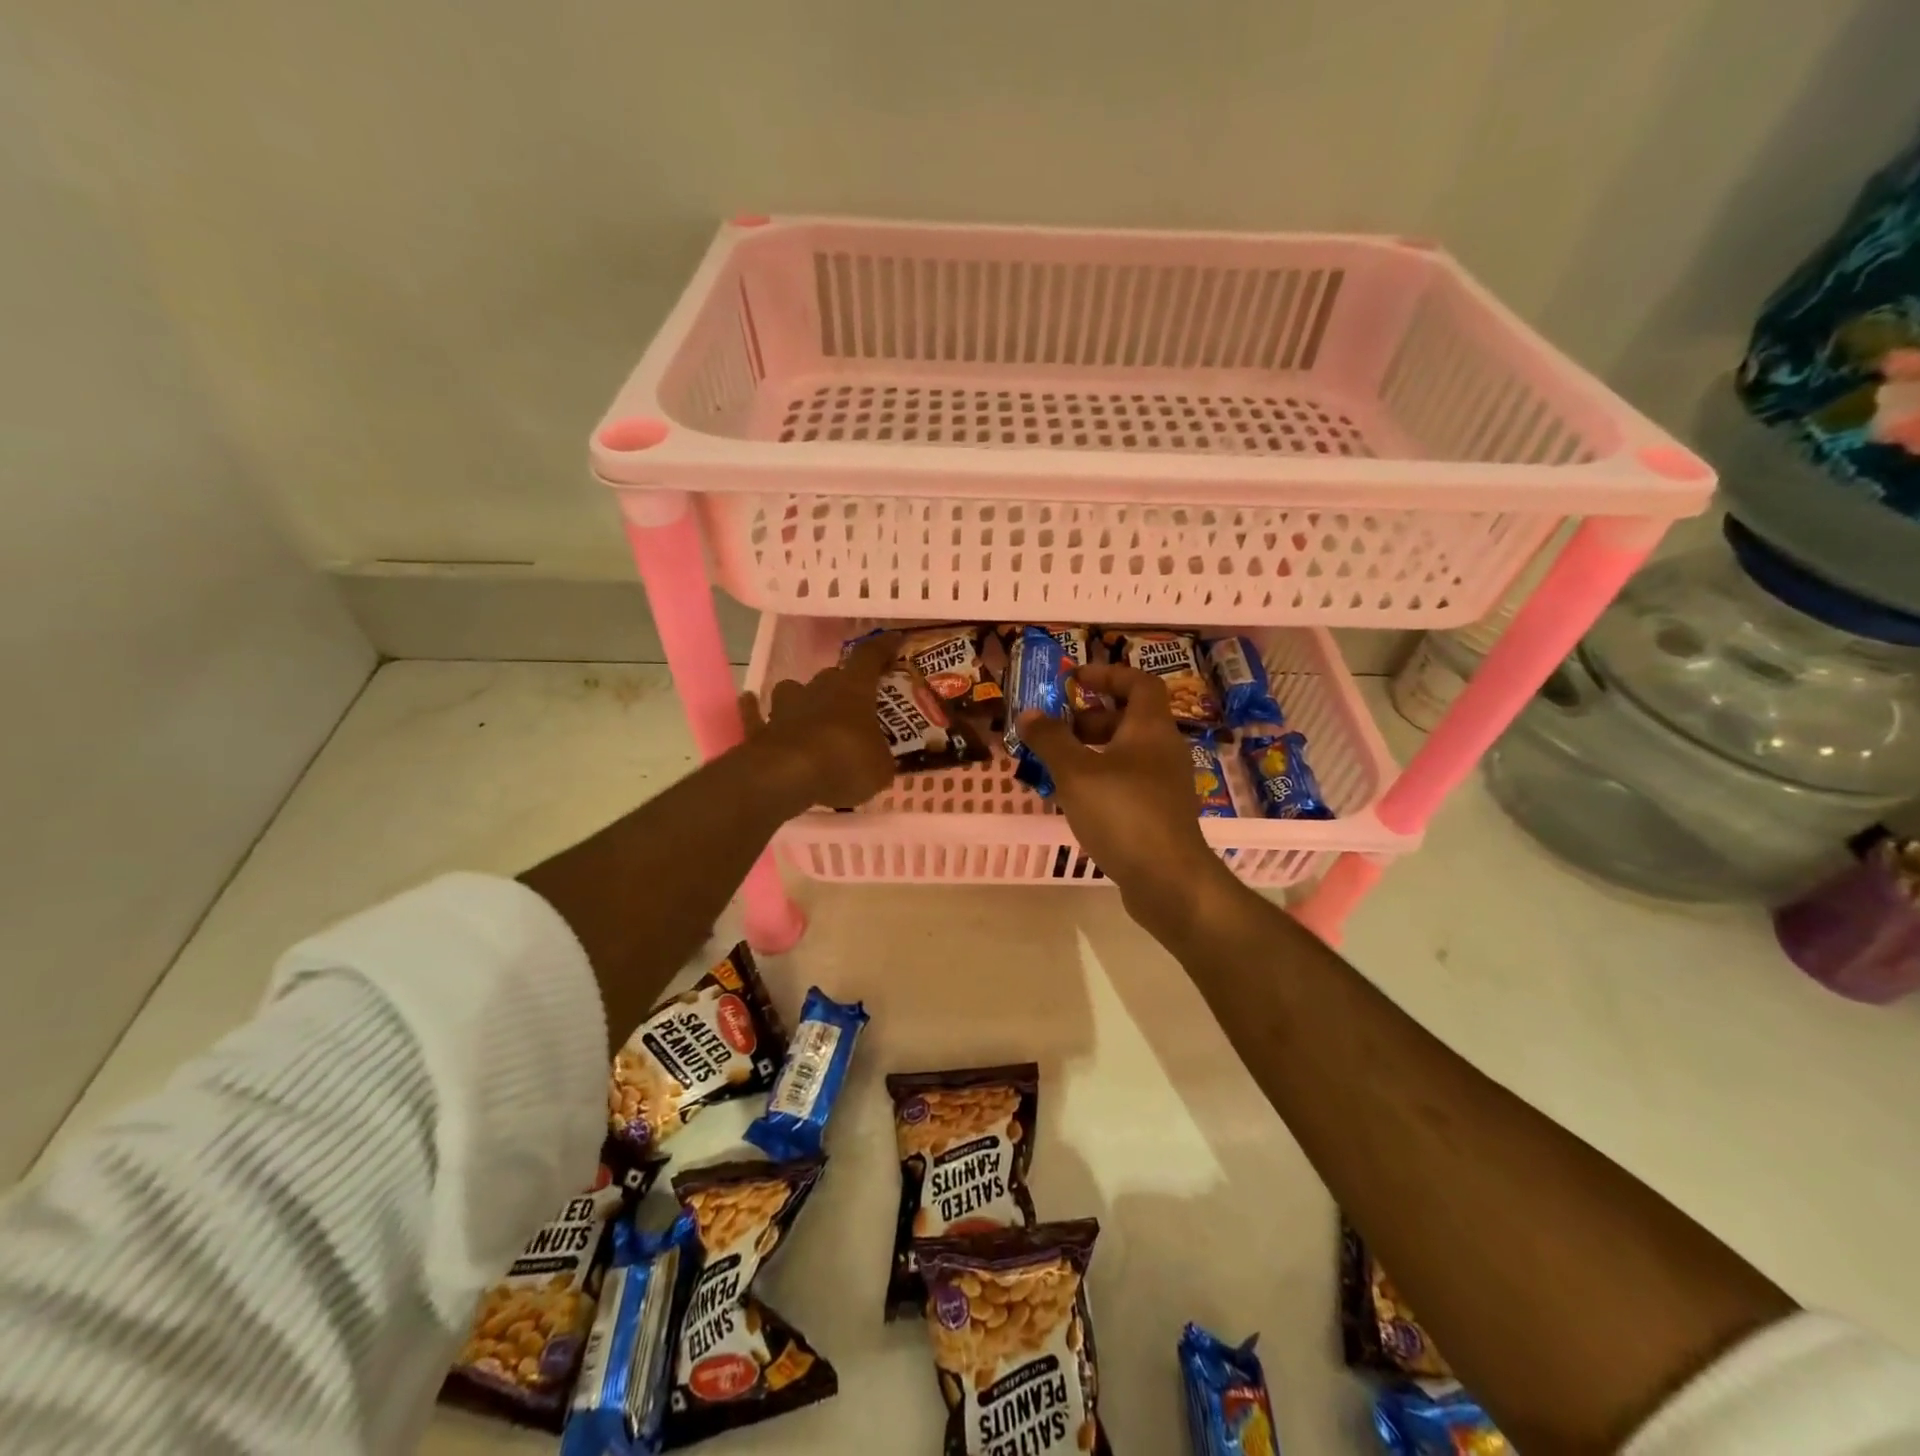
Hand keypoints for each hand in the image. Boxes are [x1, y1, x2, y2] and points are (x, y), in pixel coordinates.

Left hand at [740, 632, 899, 810]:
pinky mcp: (758, 731)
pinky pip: (754, 714)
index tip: (893, 640)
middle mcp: (817, 690)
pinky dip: (753, 709)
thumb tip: (879, 759)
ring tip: (807, 710)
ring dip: (800, 697)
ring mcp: (784, 709)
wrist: (787, 778)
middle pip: (830, 676)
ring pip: (791, 690)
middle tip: (853, 700)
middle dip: (841, 685)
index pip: (869, 658)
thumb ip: (880, 758)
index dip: (882, 648)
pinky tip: (750, 702)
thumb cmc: (845, 764)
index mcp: (853, 691)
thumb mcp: (880, 769)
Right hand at [1016, 663, 1240, 936]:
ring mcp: (1165, 784)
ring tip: (1055, 765)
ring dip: (1091, 751)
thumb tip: (1029, 713)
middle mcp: (1163, 750)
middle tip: (1056, 729)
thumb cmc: (1122, 813)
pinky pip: (1127, 781)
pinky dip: (1101, 779)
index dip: (1108, 674)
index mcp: (1150, 728)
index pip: (1139, 683)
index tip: (1074, 680)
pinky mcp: (1160, 813)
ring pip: (1126, 753)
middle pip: (1129, 719)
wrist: (1167, 879)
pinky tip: (1075, 799)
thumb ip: (1050, 740)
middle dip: (1090, 718)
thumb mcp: (1076, 772)